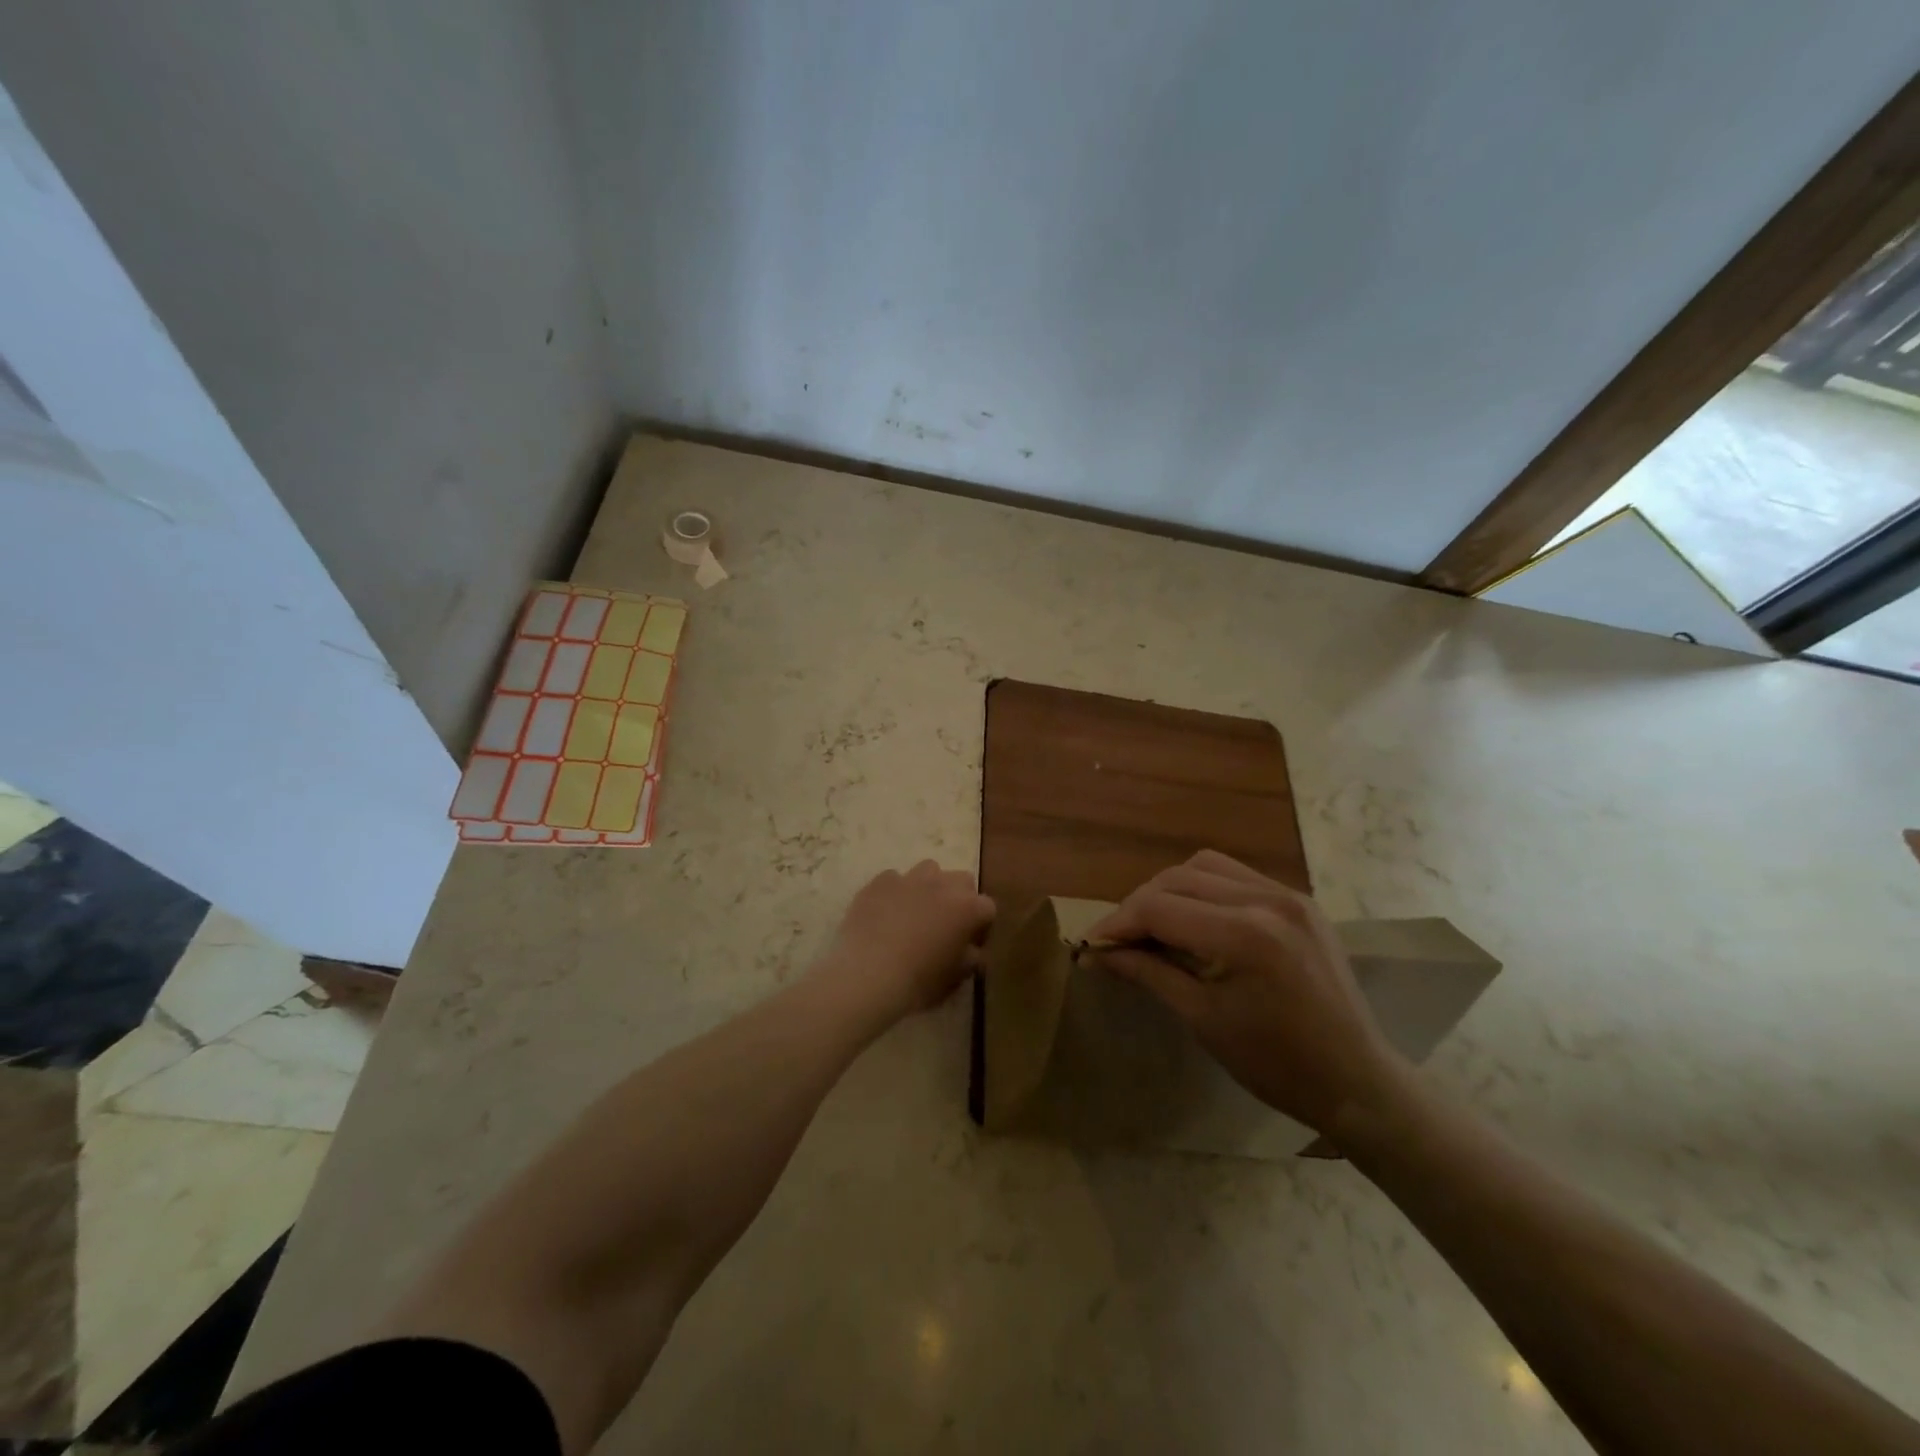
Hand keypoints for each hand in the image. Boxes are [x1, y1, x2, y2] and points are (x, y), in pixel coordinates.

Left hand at [816, 861, 995, 1024]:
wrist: (867, 974)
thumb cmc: (918, 981)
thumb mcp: (954, 978)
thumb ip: (970, 959)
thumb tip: (972, 951)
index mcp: (968, 908)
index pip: (987, 908)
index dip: (981, 926)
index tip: (970, 943)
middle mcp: (943, 885)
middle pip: (962, 881)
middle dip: (959, 898)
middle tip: (946, 923)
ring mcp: (910, 878)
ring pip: (929, 870)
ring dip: (929, 886)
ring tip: (916, 911)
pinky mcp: (880, 881)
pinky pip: (894, 879)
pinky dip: (895, 891)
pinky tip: (885, 912)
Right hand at [1087, 851, 1408, 1135]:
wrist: (1357, 1081)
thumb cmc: (1275, 1063)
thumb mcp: (1202, 1019)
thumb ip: (1148, 972)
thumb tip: (1097, 953)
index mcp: (1244, 935)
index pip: (1159, 908)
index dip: (1118, 923)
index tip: (1091, 944)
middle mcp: (1267, 900)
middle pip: (1177, 879)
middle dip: (1139, 904)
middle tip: (1118, 938)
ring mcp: (1288, 895)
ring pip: (1204, 866)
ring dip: (1169, 889)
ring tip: (1153, 924)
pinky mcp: (1299, 900)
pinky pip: (1236, 875)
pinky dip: (1203, 888)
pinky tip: (1195, 918)